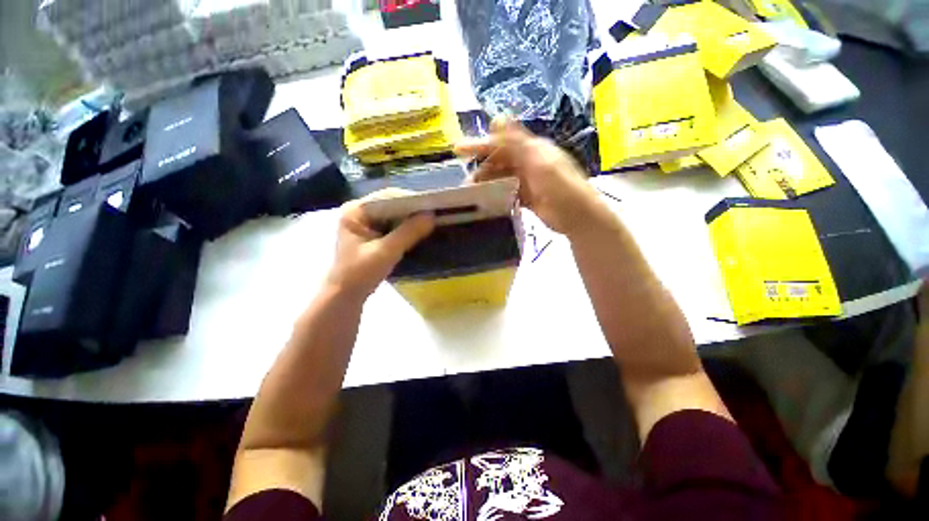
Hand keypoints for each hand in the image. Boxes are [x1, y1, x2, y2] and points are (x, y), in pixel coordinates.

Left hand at [326, 190, 434, 298]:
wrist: (346, 295)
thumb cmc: (360, 273)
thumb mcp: (386, 252)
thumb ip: (408, 233)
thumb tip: (432, 216)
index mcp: (356, 211)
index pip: (387, 197)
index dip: (411, 201)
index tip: (431, 206)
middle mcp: (360, 212)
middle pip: (391, 204)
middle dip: (413, 210)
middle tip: (435, 214)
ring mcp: (366, 223)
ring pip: (394, 215)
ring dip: (411, 219)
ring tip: (431, 221)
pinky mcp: (373, 234)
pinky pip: (393, 225)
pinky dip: (407, 228)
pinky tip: (420, 230)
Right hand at [455, 116, 601, 234]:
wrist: (578, 218)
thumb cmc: (562, 189)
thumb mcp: (540, 163)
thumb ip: (518, 143)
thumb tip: (497, 117)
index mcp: (533, 149)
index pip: (502, 142)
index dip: (480, 144)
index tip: (458, 150)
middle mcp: (529, 162)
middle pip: (500, 161)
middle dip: (482, 169)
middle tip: (467, 183)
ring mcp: (528, 180)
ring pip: (502, 177)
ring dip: (487, 183)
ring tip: (473, 194)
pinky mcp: (527, 196)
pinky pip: (507, 191)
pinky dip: (496, 195)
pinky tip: (487, 201)